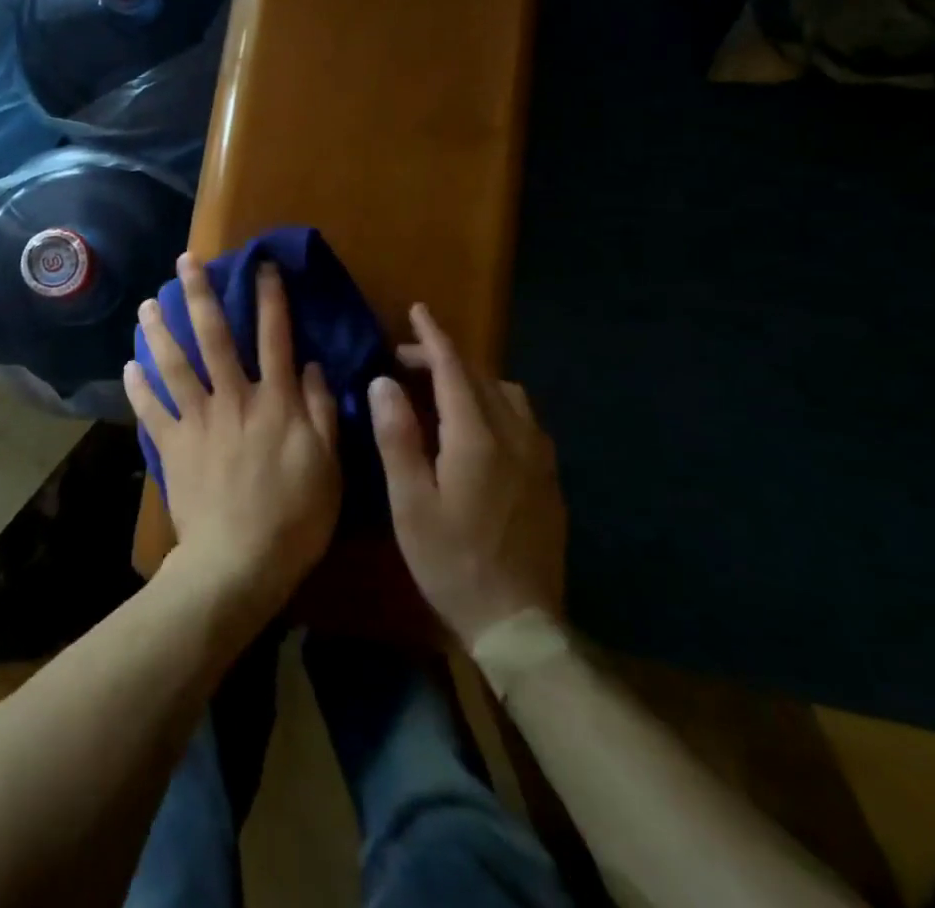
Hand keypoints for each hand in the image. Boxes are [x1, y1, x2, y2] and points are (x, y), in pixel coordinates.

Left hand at [125, 256, 342, 626]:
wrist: (239, 562)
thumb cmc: (295, 517)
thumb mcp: (329, 465)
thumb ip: (322, 411)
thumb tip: (312, 364)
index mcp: (276, 401)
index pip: (274, 336)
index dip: (269, 297)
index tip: (260, 264)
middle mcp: (233, 398)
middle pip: (214, 336)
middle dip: (199, 294)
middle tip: (183, 261)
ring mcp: (198, 420)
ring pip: (174, 364)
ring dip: (159, 331)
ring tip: (146, 304)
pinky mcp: (172, 445)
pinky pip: (150, 410)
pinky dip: (138, 387)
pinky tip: (128, 366)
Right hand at [370, 304, 566, 649]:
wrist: (519, 622)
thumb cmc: (452, 561)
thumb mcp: (410, 503)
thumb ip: (397, 436)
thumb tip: (385, 382)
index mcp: (476, 437)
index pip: (453, 369)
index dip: (433, 337)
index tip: (418, 311)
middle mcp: (514, 435)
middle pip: (480, 376)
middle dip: (445, 357)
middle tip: (407, 358)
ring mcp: (539, 457)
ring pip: (508, 394)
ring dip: (473, 378)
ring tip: (442, 389)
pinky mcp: (549, 477)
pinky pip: (524, 418)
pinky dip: (496, 402)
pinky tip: (480, 425)